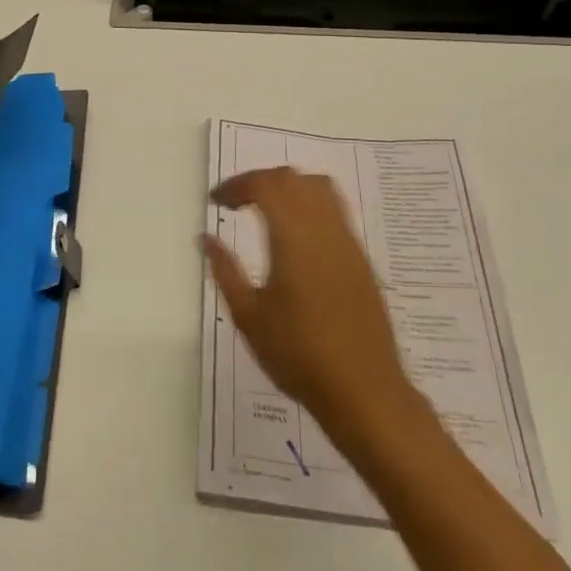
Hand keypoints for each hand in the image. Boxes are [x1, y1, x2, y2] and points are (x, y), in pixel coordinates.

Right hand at [203, 168, 421, 449]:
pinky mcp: (361, 259)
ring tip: (264, 210)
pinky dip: (308, 204)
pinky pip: (334, 211)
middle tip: (234, 202)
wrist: (364, 392)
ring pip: (319, 188)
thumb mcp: (248, 316)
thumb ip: (225, 270)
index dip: (236, 185)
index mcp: (294, 238)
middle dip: (259, 181)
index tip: (216, 201)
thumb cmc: (299, 356)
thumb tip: (205, 238)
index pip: (266, 185)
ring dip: (288, 188)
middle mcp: (325, 230)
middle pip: (293, 179)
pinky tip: (293, 236)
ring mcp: (348, 242)